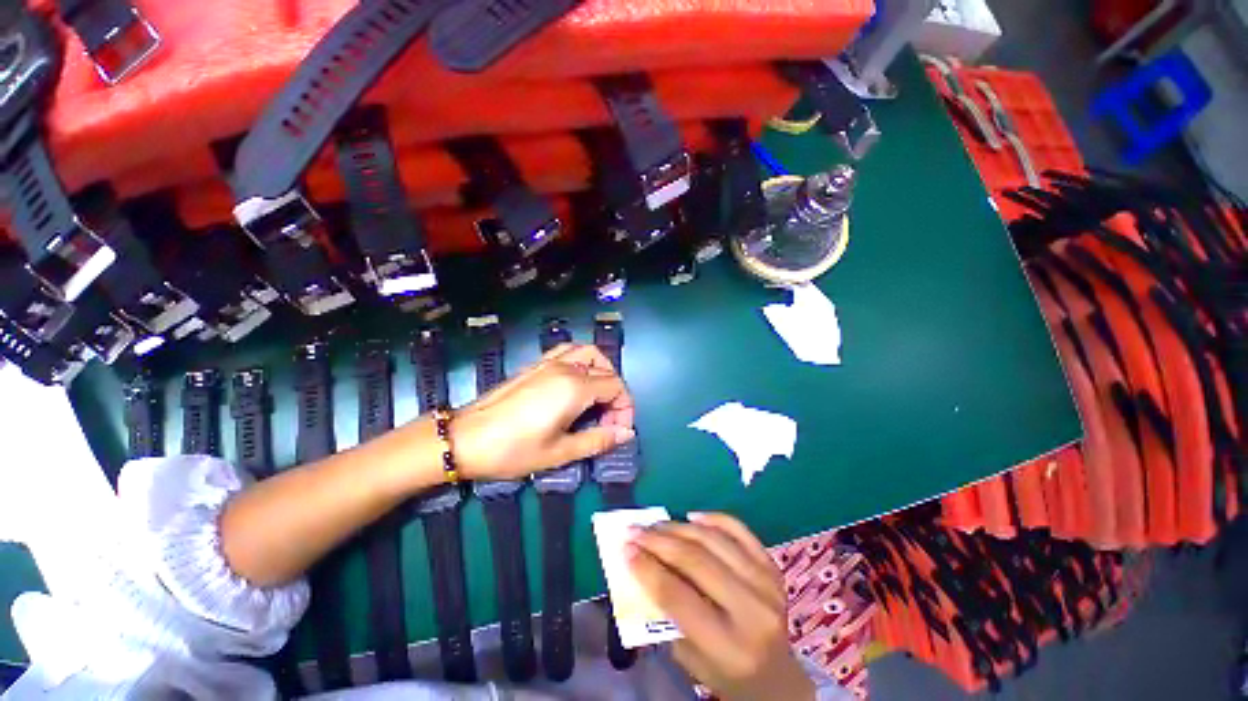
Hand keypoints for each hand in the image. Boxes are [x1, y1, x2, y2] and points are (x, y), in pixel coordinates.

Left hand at [451, 343, 635, 480]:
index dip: (624, 409)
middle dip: (615, 394)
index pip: (616, 387)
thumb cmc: (513, 450)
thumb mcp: (560, 452)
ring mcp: (549, 363)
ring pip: (588, 353)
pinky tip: (575, 382)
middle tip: (608, 419)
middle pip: (606, 370)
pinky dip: (582, 361)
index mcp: (575, 388)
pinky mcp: (535, 365)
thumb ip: (598, 440)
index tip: (617, 431)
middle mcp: (566, 368)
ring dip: (601, 371)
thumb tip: (625, 434)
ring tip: (597, 397)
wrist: (464, 439)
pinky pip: (568, 351)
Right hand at [628, 513, 814, 700]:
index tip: (625, 548)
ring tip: (656, 523)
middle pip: (695, 561)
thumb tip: (641, 564)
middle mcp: (752, 610)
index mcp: (729, 646)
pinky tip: (691, 516)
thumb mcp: (690, 659)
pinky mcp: (772, 566)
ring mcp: (766, 584)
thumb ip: (666, 614)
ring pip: (713, 540)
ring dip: (679, 527)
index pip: (678, 597)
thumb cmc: (726, 673)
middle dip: (658, 541)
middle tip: (634, 529)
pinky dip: (713, 518)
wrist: (777, 677)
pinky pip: (739, 530)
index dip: (648, 568)